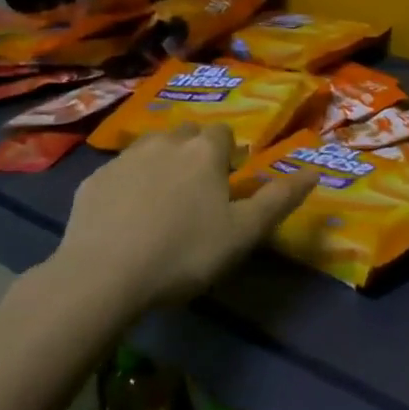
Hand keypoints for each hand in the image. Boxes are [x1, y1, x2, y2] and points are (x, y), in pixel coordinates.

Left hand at [57, 123, 317, 311]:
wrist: (104, 275)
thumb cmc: (185, 252)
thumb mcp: (243, 233)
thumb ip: (280, 199)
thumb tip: (315, 170)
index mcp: (205, 151)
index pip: (223, 133)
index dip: (228, 155)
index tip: (227, 183)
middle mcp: (166, 142)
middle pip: (186, 134)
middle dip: (194, 152)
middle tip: (197, 192)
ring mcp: (125, 159)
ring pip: (151, 147)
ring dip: (160, 162)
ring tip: (161, 200)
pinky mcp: (93, 180)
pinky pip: (118, 172)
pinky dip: (127, 184)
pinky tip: (125, 217)